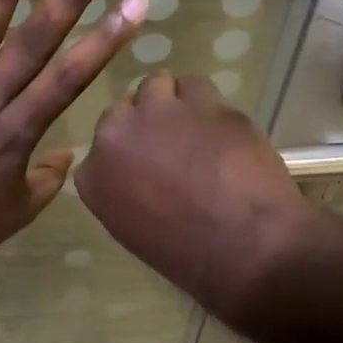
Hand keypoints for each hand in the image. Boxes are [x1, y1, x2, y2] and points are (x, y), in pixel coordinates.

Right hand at [76, 73, 313, 315]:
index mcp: (95, 176)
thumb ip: (127, 193)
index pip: (102, 148)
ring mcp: (160, 112)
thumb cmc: (191, 257)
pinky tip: (222, 128)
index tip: (148, 166)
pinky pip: (196, 87)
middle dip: (145, 123)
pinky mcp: (203, 101)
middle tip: (174, 146)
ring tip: (198, 129)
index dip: (129, 151)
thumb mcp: (137, 231)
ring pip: (157, 85)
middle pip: (124, 110)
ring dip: (173, 102)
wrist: (248, 246)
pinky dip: (207, 104)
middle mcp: (116, 135)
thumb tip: (145, 175)